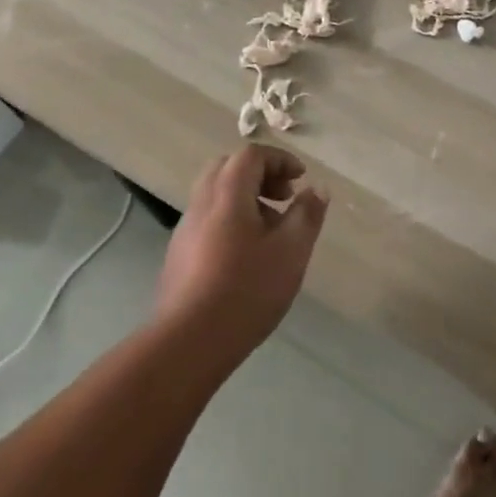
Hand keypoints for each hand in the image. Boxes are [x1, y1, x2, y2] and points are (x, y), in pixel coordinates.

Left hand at [154, 145, 328, 368]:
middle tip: (284, 197)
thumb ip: (307, 215)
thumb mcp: (291, 251)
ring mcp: (185, 229)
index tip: (301, 179)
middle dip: (260, 175)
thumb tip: (316, 189)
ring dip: (245, 199)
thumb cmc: (246, 289)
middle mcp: (201, 202)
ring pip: (216, 195)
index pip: (251, 155)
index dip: (280, 160)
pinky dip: (230, 220)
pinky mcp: (178, 255)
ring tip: (271, 231)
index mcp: (227, 193)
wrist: (189, 341)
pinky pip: (207, 220)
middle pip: (228, 169)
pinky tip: (246, 256)